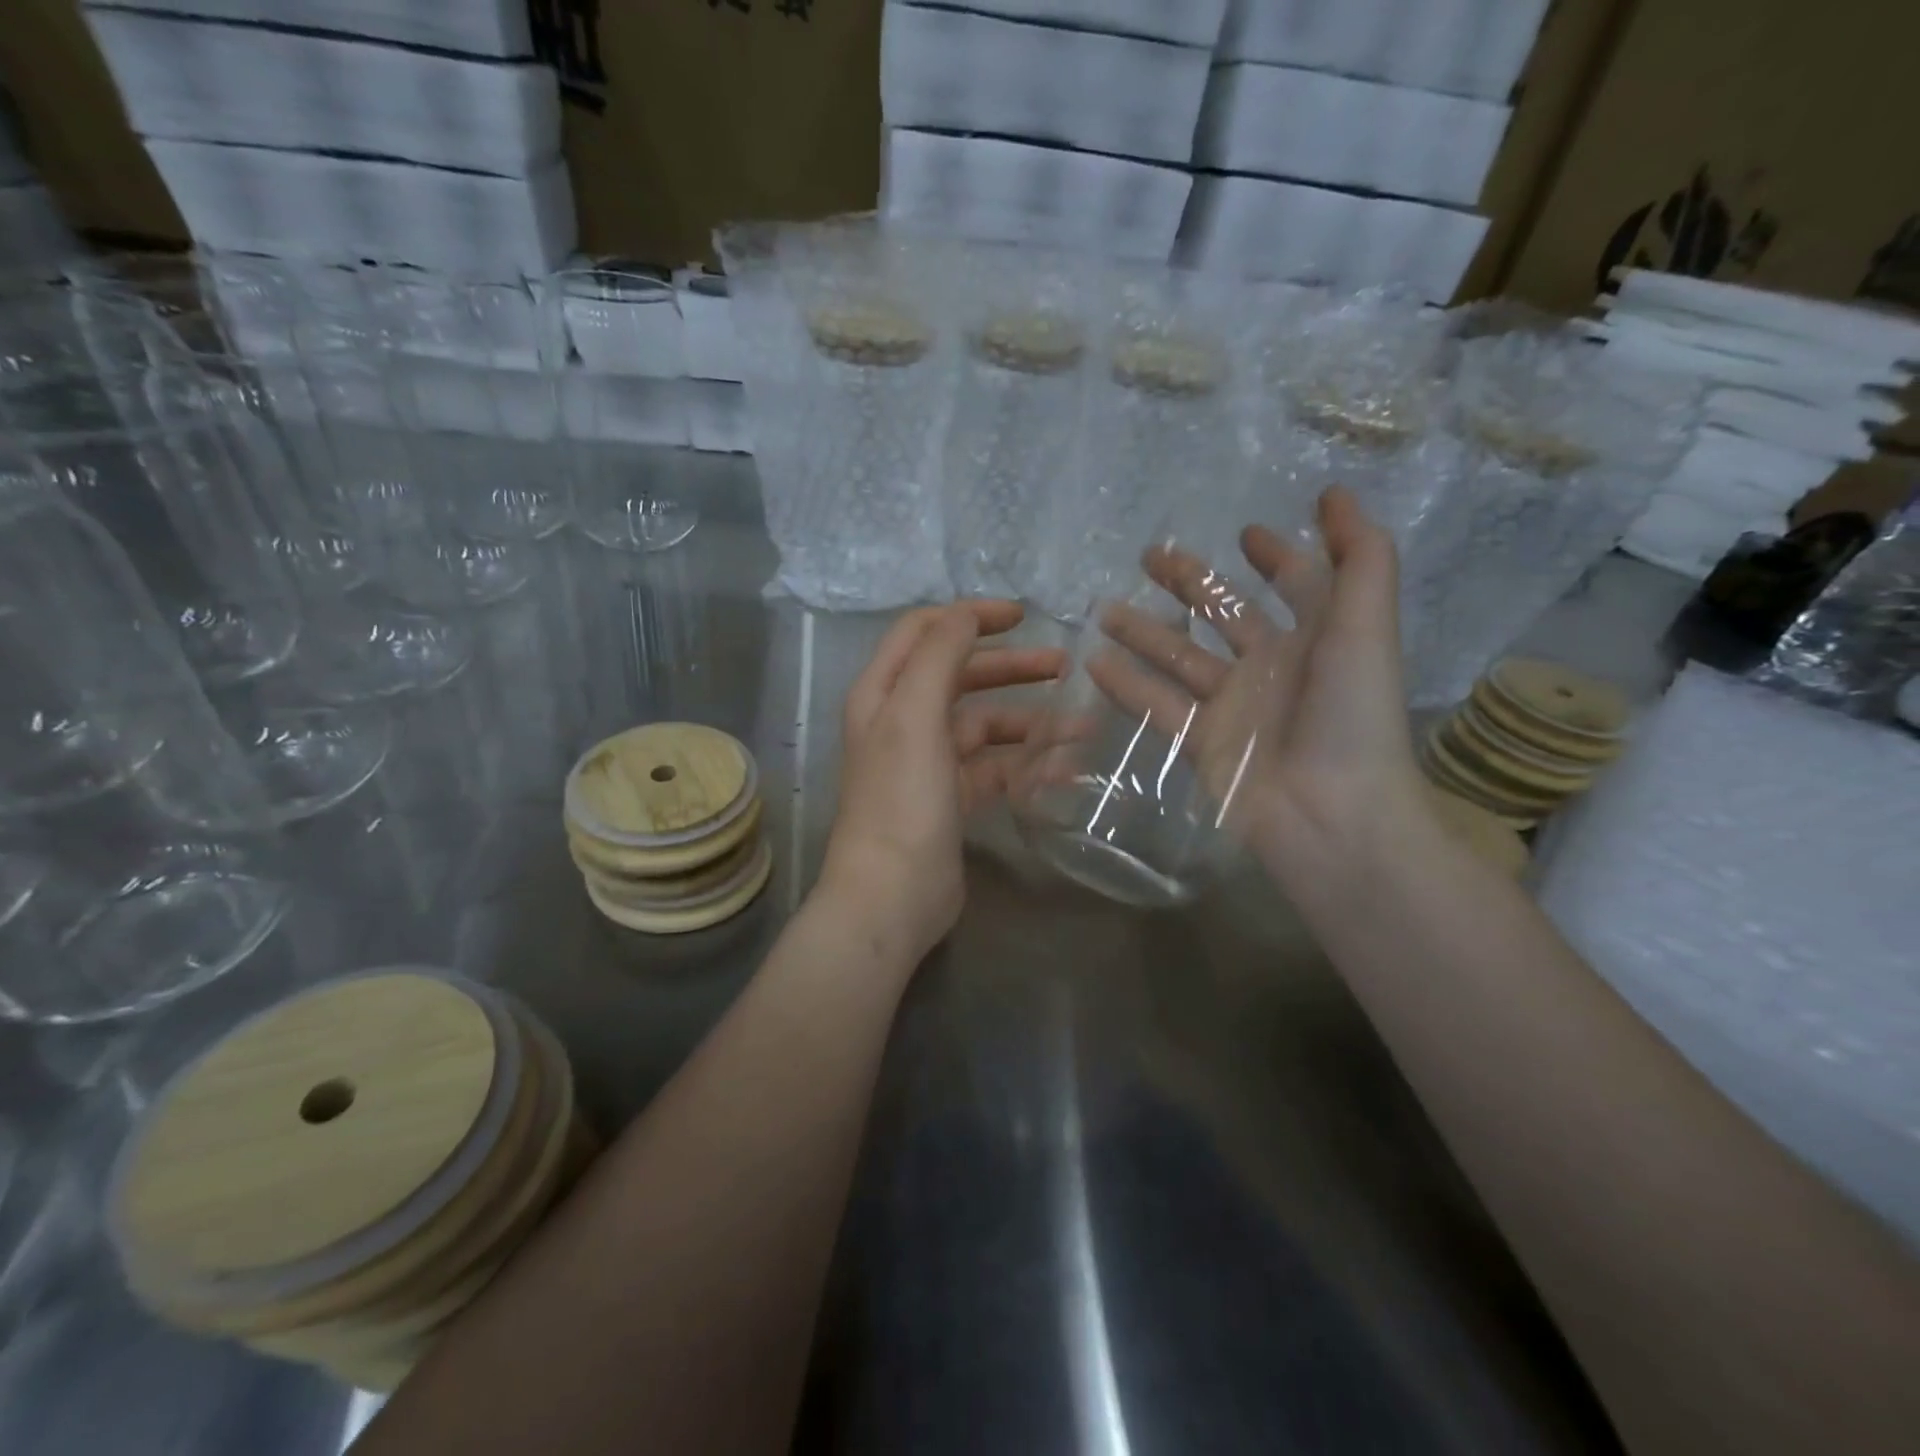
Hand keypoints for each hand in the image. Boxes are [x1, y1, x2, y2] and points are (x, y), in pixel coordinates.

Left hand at [815, 601, 1064, 963]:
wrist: (892, 895)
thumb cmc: (901, 800)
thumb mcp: (914, 716)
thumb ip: (940, 656)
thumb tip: (966, 615)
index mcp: (883, 692)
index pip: (925, 632)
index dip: (970, 616)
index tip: (1022, 615)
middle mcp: (902, 721)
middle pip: (961, 676)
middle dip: (1011, 667)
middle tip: (1064, 665)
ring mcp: (928, 762)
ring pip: (985, 726)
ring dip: (1031, 723)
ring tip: (1082, 727)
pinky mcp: (952, 798)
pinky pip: (995, 767)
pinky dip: (1026, 763)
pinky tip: (1065, 768)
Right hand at [1083, 487, 1429, 895]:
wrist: (1331, 815)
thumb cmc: (1349, 716)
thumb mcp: (1366, 626)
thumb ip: (1359, 558)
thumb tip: (1336, 494)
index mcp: (1316, 637)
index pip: (1294, 583)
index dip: (1275, 555)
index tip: (1244, 533)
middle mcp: (1272, 667)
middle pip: (1224, 614)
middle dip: (1189, 583)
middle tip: (1148, 557)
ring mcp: (1233, 707)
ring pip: (1180, 658)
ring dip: (1144, 632)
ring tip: (1103, 609)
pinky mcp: (1201, 743)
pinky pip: (1158, 705)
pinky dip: (1126, 685)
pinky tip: (1093, 663)